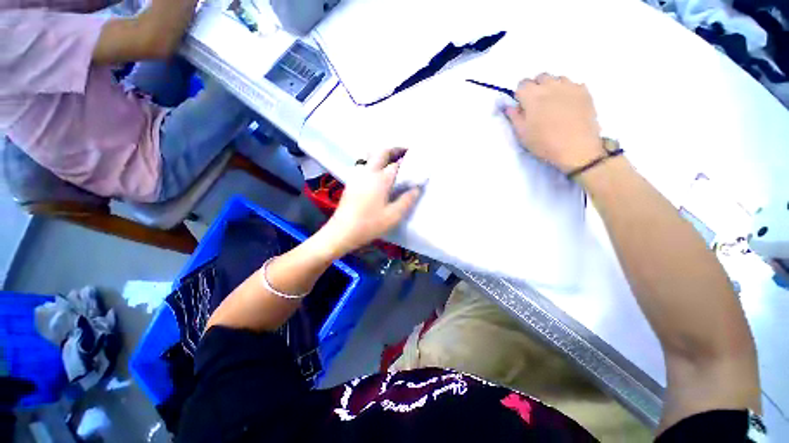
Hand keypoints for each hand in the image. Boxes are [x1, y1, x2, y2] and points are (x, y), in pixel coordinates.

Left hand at [319, 148, 421, 255]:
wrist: (342, 231)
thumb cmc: (369, 224)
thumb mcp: (393, 216)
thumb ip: (407, 200)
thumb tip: (417, 188)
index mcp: (380, 179)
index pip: (397, 164)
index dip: (408, 160)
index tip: (417, 159)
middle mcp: (368, 172)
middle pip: (382, 152)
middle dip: (395, 149)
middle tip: (406, 152)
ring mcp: (357, 176)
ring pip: (370, 155)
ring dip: (382, 153)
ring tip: (392, 160)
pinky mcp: (351, 182)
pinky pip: (363, 163)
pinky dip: (373, 160)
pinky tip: (377, 172)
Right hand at [504, 73, 603, 173]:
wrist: (576, 148)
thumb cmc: (544, 143)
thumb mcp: (522, 133)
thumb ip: (514, 116)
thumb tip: (508, 106)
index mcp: (532, 96)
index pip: (522, 84)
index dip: (520, 94)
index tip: (522, 105)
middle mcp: (550, 85)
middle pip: (540, 77)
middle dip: (536, 87)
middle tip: (537, 104)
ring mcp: (569, 86)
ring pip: (557, 79)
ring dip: (552, 87)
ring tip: (554, 104)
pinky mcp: (584, 91)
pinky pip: (572, 84)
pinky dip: (567, 91)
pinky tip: (568, 105)